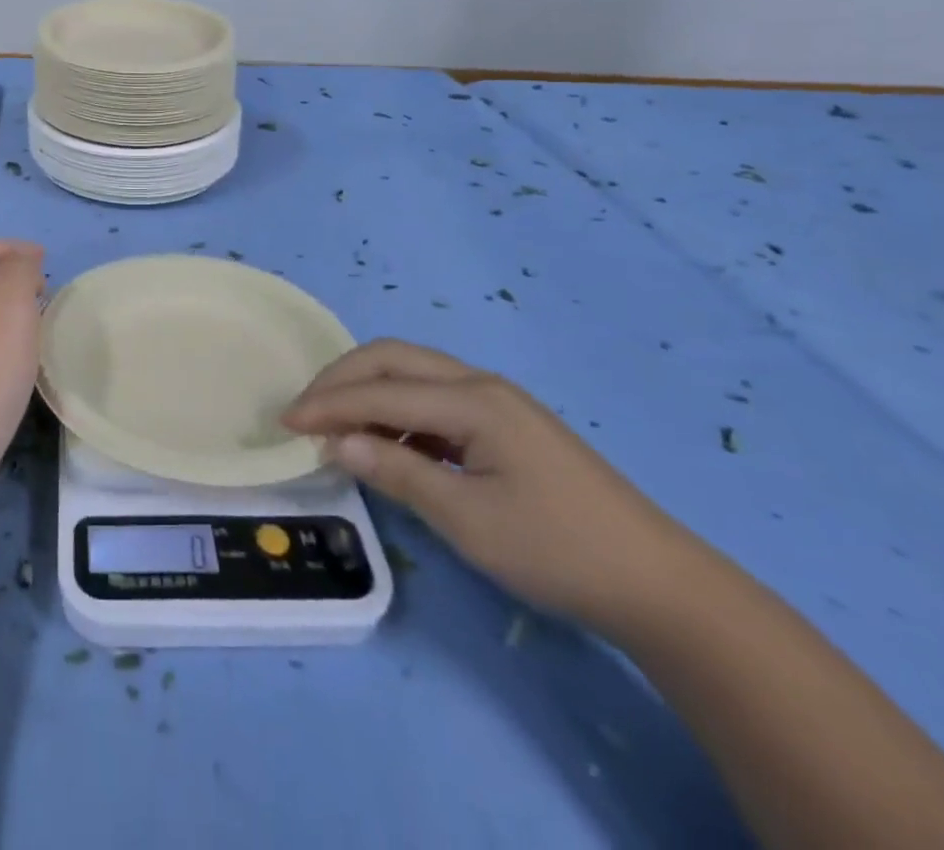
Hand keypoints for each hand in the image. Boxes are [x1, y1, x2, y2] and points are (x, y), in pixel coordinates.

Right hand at [282, 339, 697, 633]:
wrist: (659, 584)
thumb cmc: (558, 551)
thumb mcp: (468, 520)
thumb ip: (397, 471)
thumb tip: (335, 441)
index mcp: (474, 401)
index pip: (381, 390)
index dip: (328, 404)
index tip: (285, 423)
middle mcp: (481, 384)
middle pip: (393, 358)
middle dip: (342, 379)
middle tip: (304, 412)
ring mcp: (497, 401)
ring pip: (413, 372)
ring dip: (368, 390)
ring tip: (336, 427)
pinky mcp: (505, 423)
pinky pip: (434, 397)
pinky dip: (397, 409)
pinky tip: (388, 441)